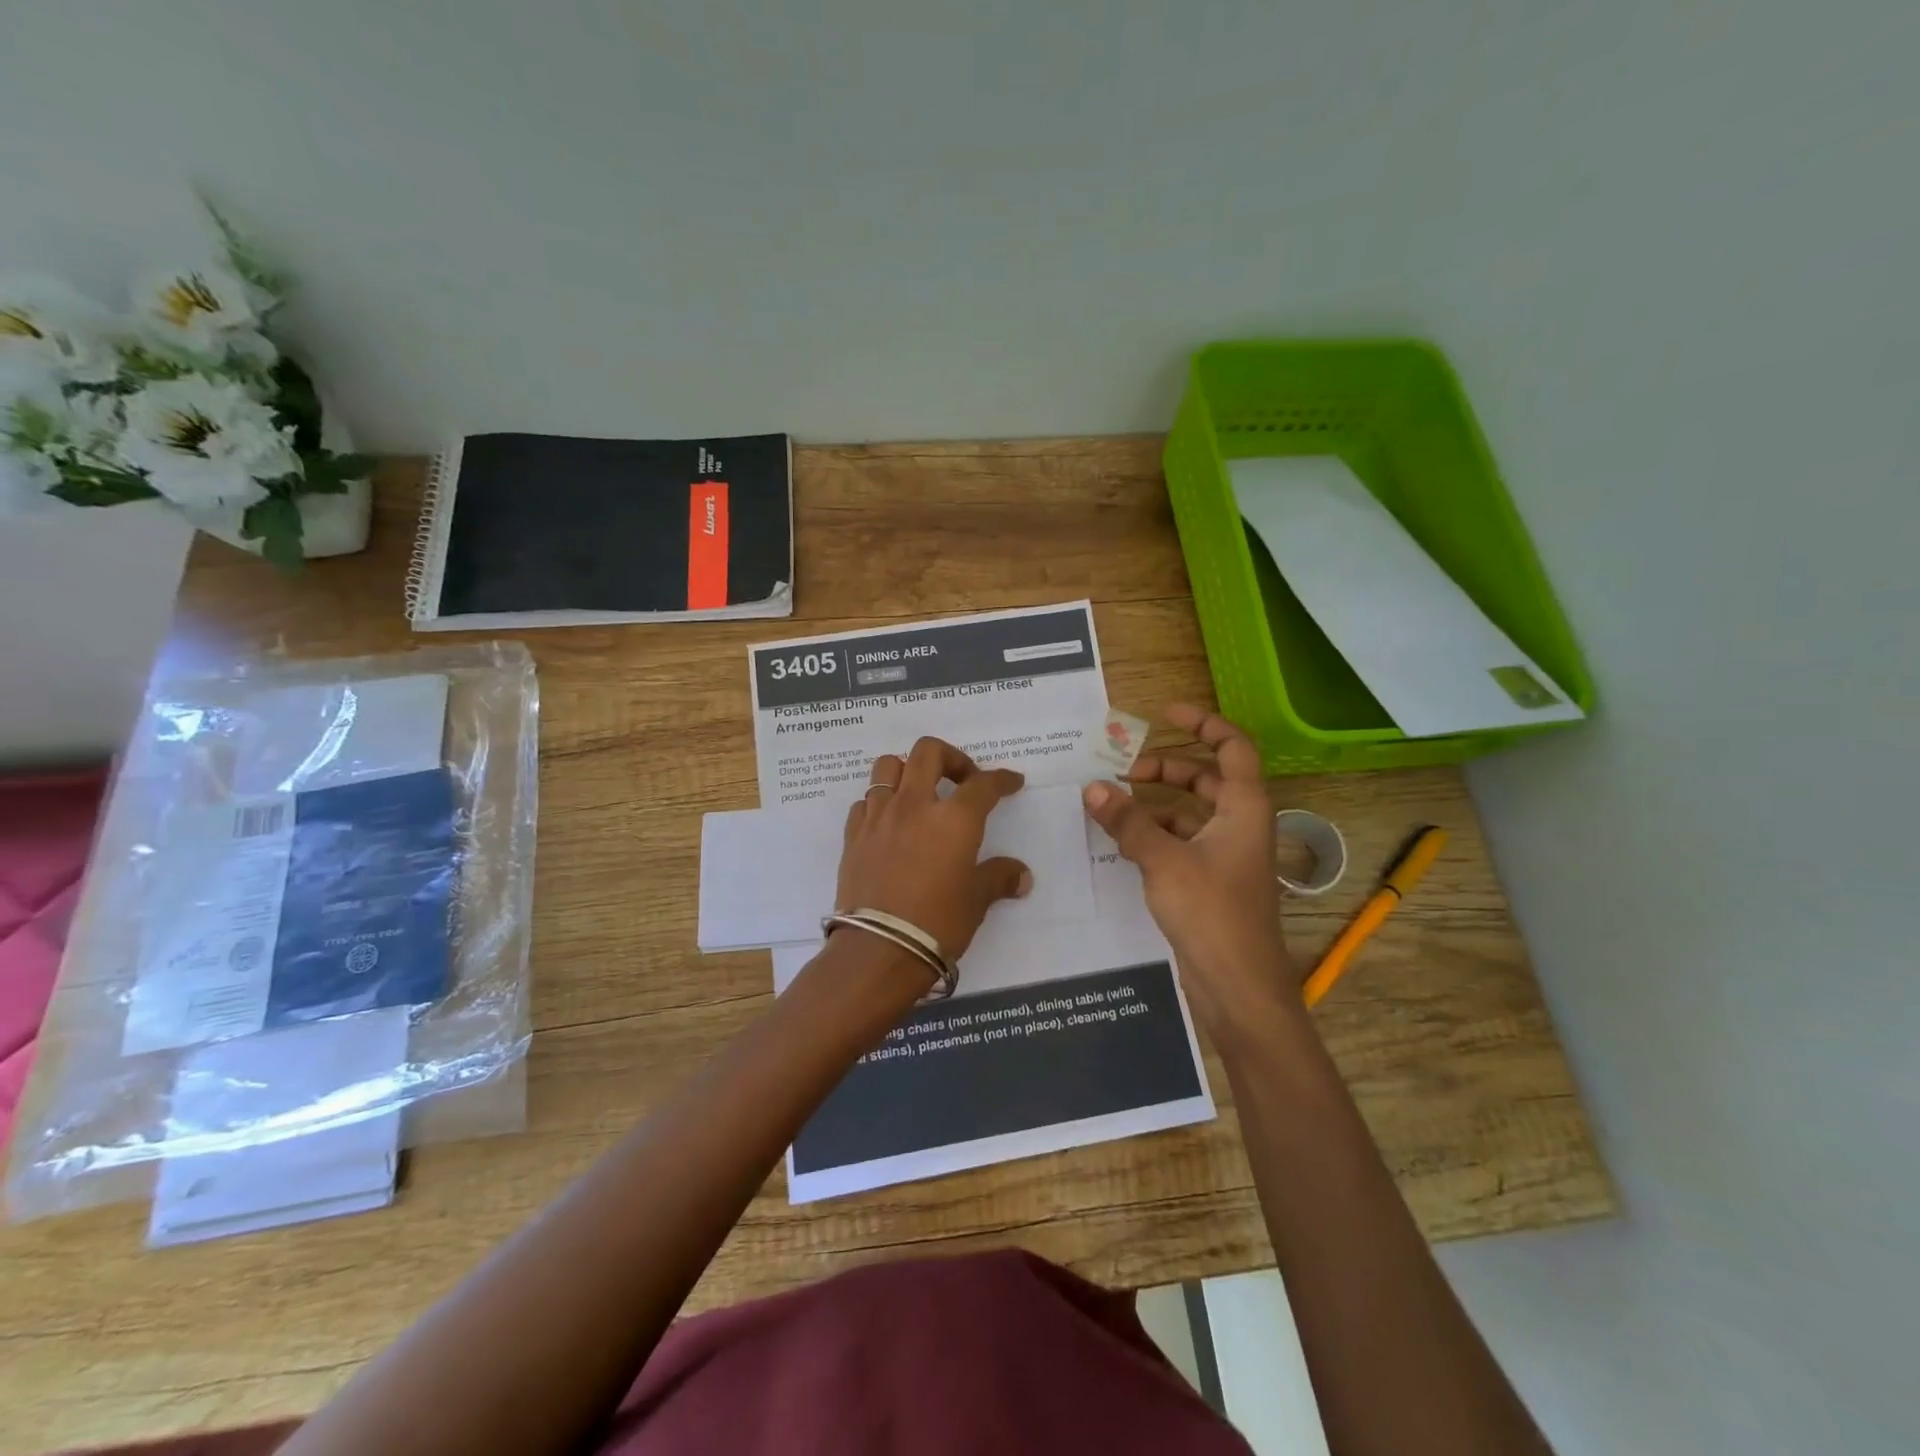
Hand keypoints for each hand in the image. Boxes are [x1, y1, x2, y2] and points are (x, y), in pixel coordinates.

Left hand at [837, 737, 1032, 976]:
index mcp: (954, 818)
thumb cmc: (937, 924)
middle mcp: (914, 805)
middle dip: (951, 757)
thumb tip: (1021, 876)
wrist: (878, 951)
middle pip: (928, 752)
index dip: (1001, 779)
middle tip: (962, 780)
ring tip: (919, 793)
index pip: (983, 784)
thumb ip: (998, 878)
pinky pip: (865, 802)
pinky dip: (879, 803)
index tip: (1011, 782)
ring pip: (888, 766)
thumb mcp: (976, 901)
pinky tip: (889, 823)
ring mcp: (879, 817)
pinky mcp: (853, 835)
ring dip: (907, 771)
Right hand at [1081, 705, 1297, 1032]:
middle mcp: (1240, 825)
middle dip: (1165, 768)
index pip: (1233, 748)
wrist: (1239, 987)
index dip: (1203, 723)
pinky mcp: (1211, 882)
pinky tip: (1122, 843)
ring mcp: (1226, 855)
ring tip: (1111, 807)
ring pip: (1189, 813)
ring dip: (1154, 805)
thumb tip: (1093, 788)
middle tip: (1122, 769)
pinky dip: (1154, 835)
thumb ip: (1128, 821)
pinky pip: (1181, 843)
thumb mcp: (1163, 860)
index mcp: (1244, 808)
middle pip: (1205, 779)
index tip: (1165, 713)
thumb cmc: (1211, 913)